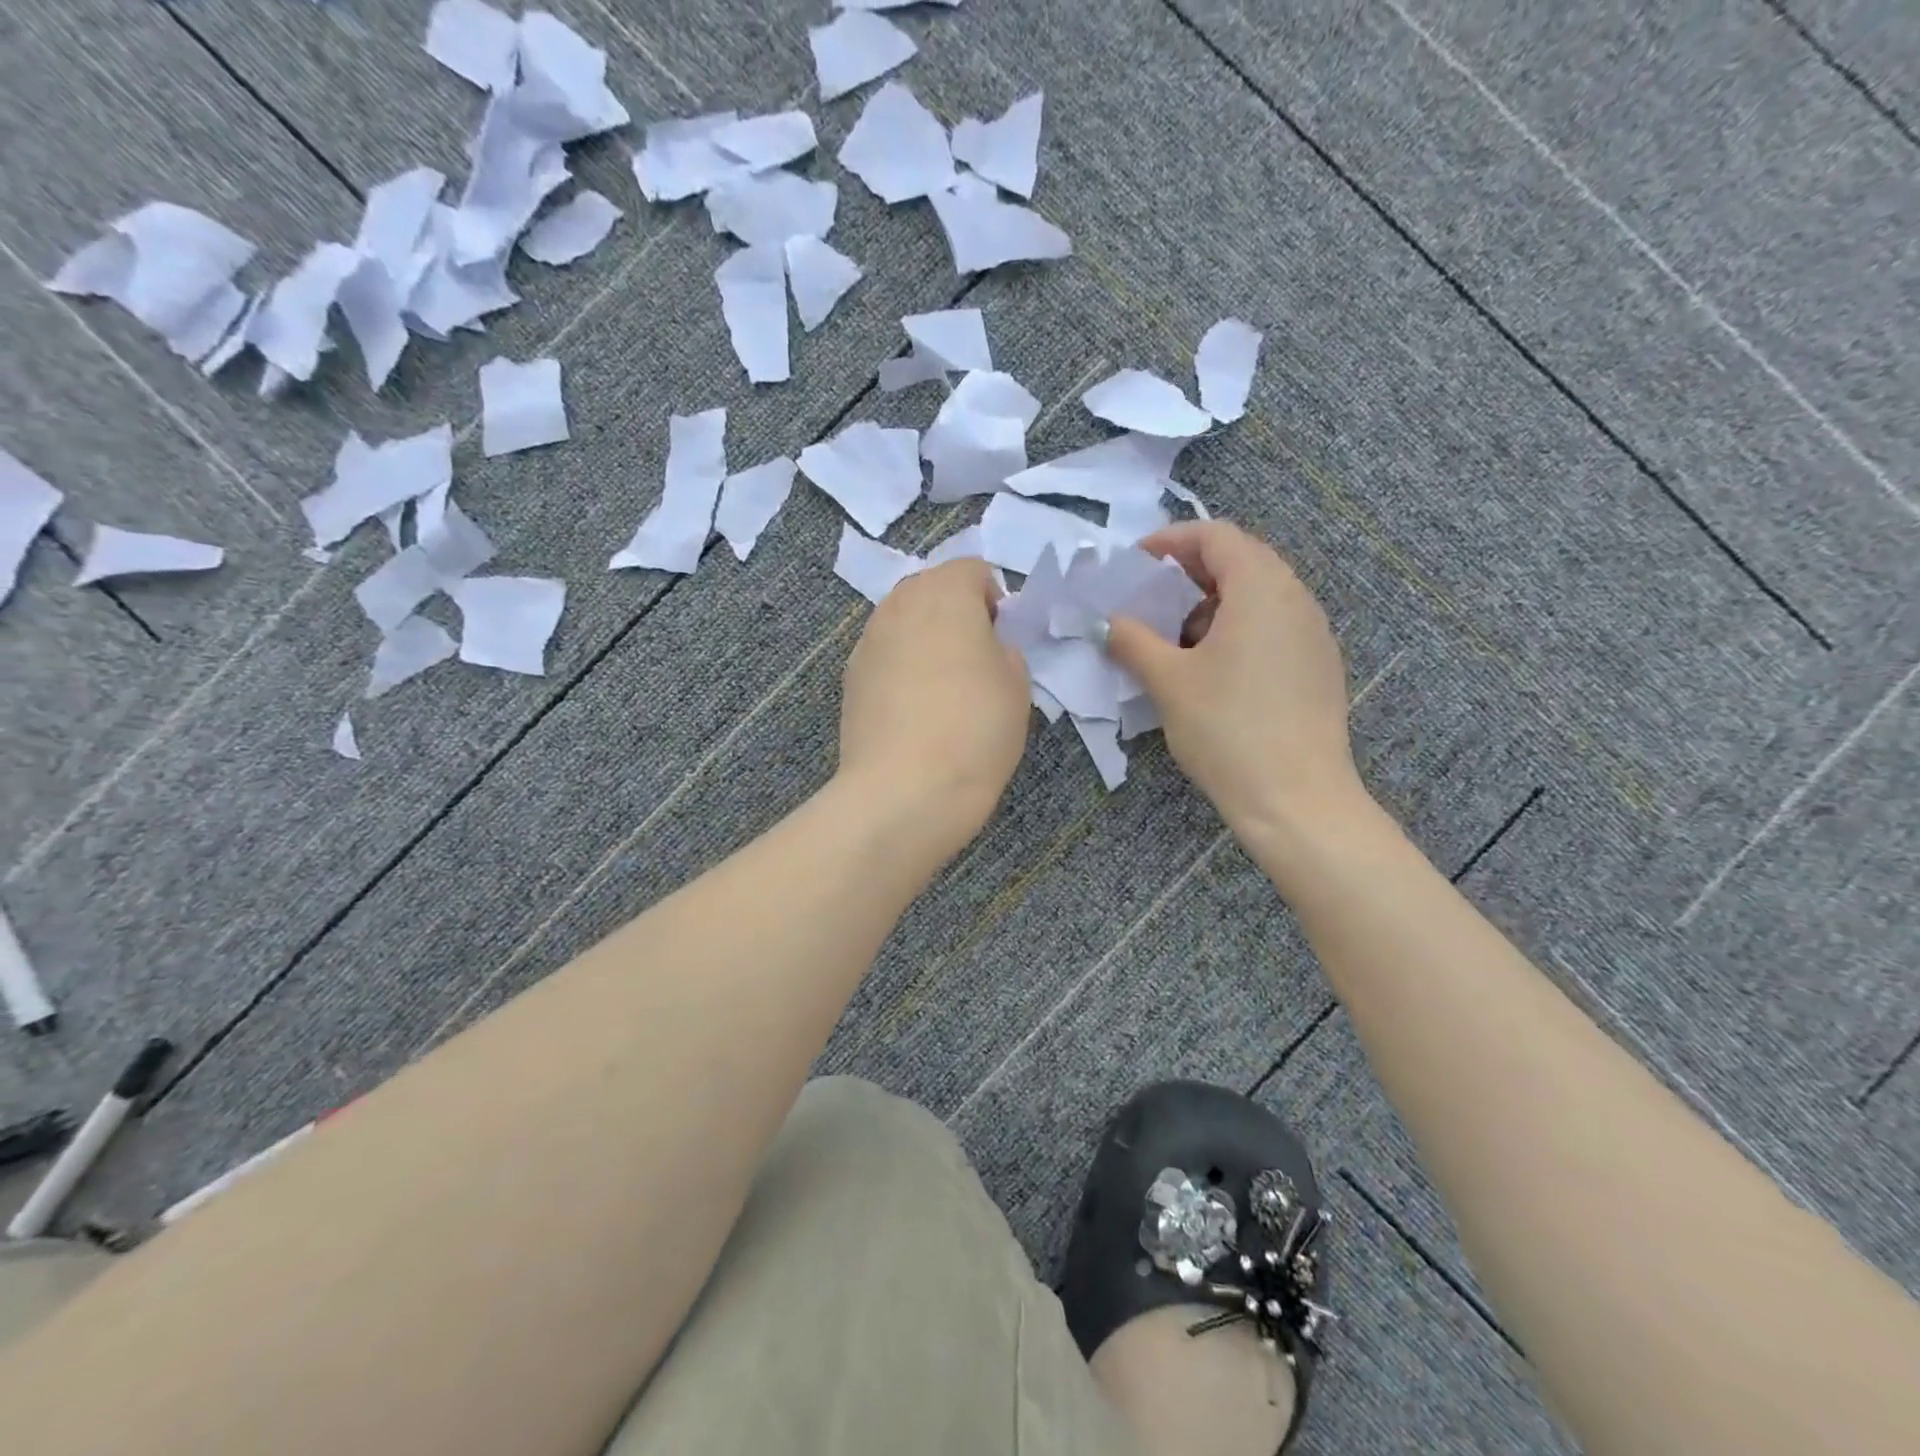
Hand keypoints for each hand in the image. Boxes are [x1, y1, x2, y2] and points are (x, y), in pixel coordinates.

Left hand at [837, 558, 1030, 847]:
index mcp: (944, 592)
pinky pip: (885, 656)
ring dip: (926, 641)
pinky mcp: (850, 678)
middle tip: (977, 662)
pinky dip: (902, 669)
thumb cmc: (975, 728)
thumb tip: (986, 647)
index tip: (1003, 641)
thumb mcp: (1017, 684)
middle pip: (932, 590)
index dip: (995, 601)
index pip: (973, 570)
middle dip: (956, 614)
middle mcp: (898, 604)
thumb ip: (1004, 649)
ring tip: (944, 690)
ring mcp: (867, 641)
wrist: (905, 789)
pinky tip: (914, 711)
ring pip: (904, 623)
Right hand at [1106, 521, 1362, 835]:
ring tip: (1174, 639)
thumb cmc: (1227, 729)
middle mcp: (1296, 598)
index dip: (1170, 541)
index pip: (1216, 536)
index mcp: (1261, 588)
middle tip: (1149, 600)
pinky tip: (1211, 669)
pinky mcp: (1318, 666)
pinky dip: (1236, 629)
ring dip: (1211, 604)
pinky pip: (1273, 626)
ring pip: (1258, 596)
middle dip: (1188, 573)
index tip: (1135, 565)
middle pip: (1240, 561)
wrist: (1296, 799)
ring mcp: (1313, 633)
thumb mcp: (1168, 681)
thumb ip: (1132, 640)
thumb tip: (1108, 622)